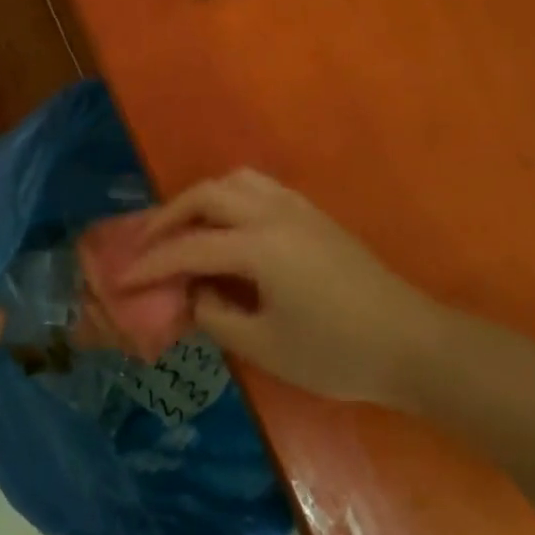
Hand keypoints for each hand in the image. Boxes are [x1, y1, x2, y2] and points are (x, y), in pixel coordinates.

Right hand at [120, 169, 440, 404]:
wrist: (413, 344)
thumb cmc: (337, 353)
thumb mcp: (266, 346)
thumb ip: (217, 316)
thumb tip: (194, 295)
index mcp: (259, 246)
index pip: (189, 247)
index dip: (151, 264)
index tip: (121, 278)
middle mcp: (274, 213)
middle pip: (207, 194)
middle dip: (170, 215)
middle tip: (149, 244)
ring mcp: (298, 209)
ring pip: (236, 180)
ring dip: (203, 199)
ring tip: (187, 229)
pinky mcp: (315, 215)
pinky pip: (261, 188)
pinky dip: (232, 198)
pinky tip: (230, 230)